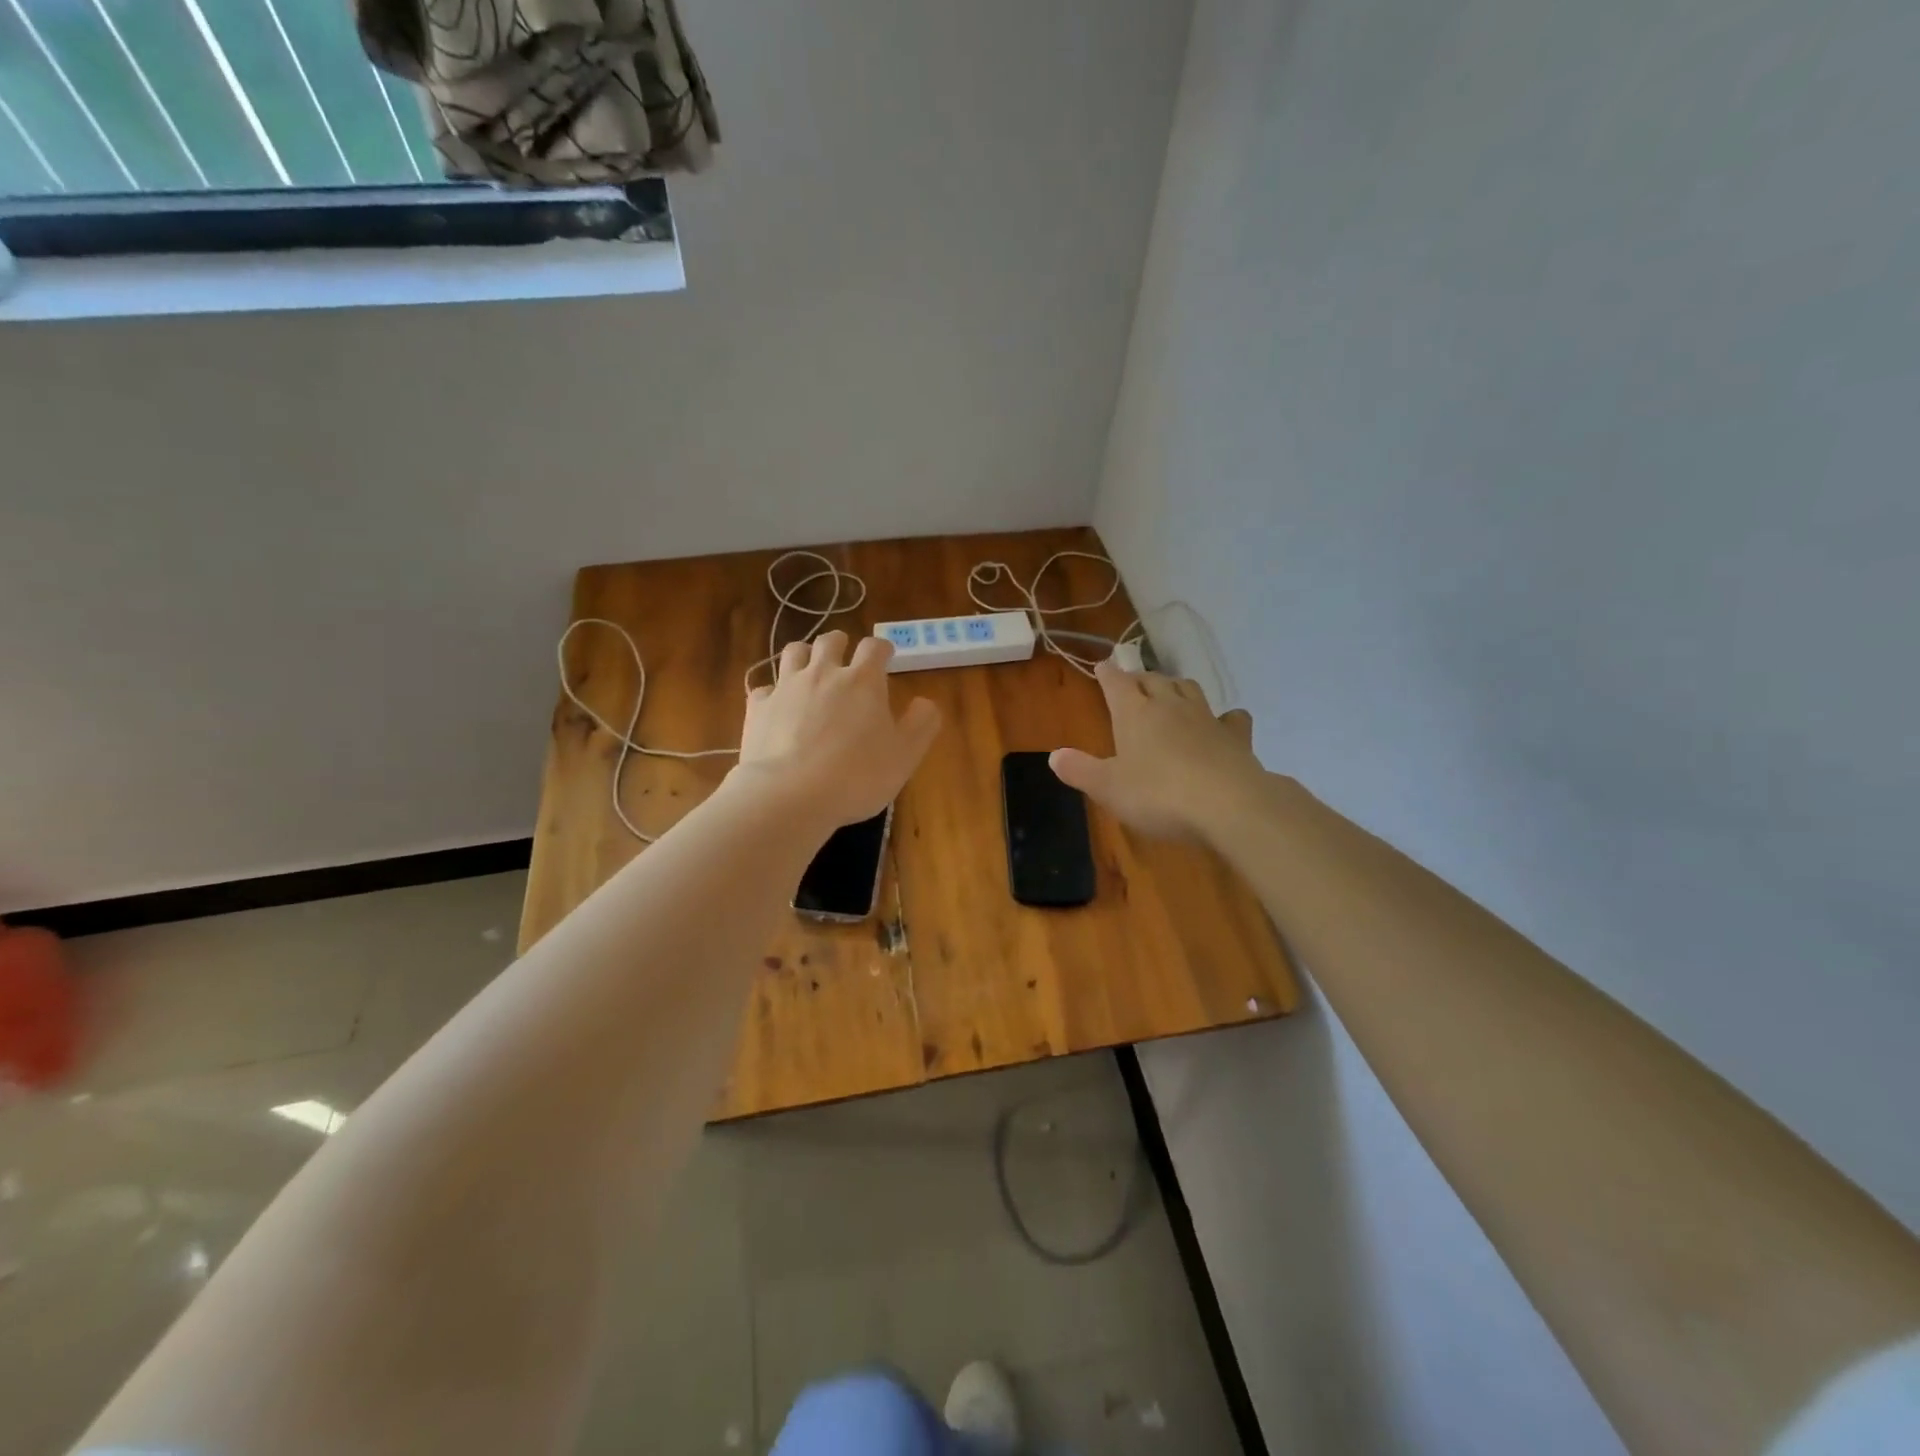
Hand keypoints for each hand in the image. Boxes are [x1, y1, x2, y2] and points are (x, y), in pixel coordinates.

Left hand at [736, 631, 941, 831]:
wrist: (790, 795)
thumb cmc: (857, 776)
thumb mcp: (905, 756)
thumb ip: (921, 724)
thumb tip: (925, 702)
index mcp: (863, 681)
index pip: (874, 647)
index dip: (882, 648)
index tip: (886, 657)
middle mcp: (823, 673)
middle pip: (830, 641)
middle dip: (840, 644)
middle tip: (845, 657)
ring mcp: (786, 687)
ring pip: (794, 652)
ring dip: (805, 655)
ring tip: (810, 669)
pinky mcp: (758, 707)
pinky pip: (764, 688)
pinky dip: (773, 692)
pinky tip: (777, 706)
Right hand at [1050, 660, 1264, 839]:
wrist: (1228, 805)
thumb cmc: (1158, 795)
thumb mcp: (1108, 788)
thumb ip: (1080, 770)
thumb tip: (1054, 756)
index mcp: (1135, 713)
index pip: (1116, 683)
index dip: (1107, 673)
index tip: (1102, 666)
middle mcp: (1170, 706)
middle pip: (1153, 680)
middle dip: (1139, 678)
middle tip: (1131, 682)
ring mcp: (1206, 718)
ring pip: (1188, 688)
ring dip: (1176, 686)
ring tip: (1169, 693)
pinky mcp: (1236, 737)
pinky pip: (1230, 717)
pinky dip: (1224, 717)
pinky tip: (1223, 723)